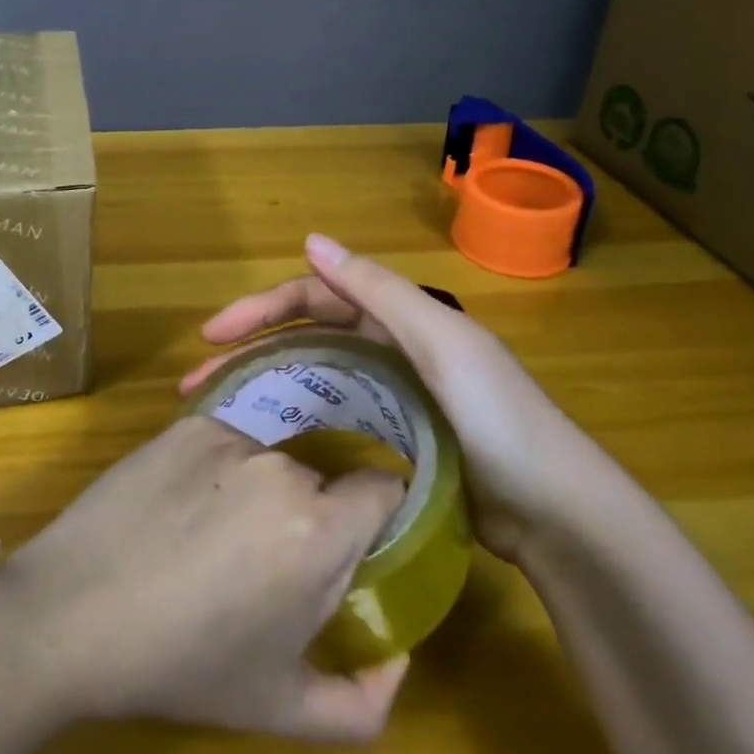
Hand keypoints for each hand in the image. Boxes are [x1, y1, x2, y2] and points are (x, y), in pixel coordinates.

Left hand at [0, 414, 409, 742]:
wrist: (70, 613)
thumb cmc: (181, 664)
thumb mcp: (279, 709)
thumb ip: (363, 703)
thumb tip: (398, 661)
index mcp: (317, 530)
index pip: (384, 488)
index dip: (377, 514)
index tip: (356, 543)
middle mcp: (280, 467)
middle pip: (320, 480)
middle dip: (308, 517)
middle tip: (262, 564)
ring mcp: (228, 437)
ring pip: (270, 460)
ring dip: (258, 492)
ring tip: (209, 538)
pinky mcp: (186, 424)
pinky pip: (225, 442)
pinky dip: (216, 470)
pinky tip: (178, 509)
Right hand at [178, 234, 597, 561]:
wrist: (556, 514)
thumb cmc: (498, 419)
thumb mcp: (441, 342)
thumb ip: (377, 290)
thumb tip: (310, 239)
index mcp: (399, 317)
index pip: (315, 298)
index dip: (262, 309)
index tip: (212, 336)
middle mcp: (391, 347)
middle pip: (306, 337)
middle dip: (250, 351)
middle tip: (196, 381)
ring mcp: (393, 396)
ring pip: (315, 377)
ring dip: (266, 385)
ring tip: (216, 412)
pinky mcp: (397, 440)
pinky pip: (335, 416)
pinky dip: (298, 418)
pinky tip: (270, 440)